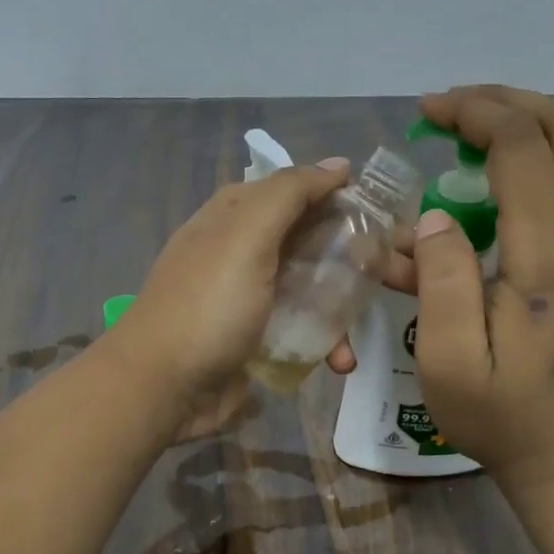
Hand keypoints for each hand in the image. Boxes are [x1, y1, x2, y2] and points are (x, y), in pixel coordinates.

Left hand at [113, 159, 405, 439]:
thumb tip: (338, 164)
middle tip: (390, 268)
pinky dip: (324, 344)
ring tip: (365, 322)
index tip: (381, 210)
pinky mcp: (257, 340)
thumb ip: (289, 194)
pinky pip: (301, 332)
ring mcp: (250, 298)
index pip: (292, 189)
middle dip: (348, 253)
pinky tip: (342, 361)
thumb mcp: (246, 237)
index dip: (334, 194)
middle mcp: (242, 251)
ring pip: (309, 288)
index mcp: (234, 216)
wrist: (162, 389)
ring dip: (340, 306)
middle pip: (307, 239)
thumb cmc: (207, 306)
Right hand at [408, 86, 553, 493]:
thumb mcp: (448, 362)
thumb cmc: (501, 416)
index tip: (426, 112)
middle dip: (507, 101)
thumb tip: (432, 217)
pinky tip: (497, 168)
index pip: (523, 148)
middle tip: (451, 109)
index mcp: (551, 257)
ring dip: (531, 119)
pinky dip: (543, 150)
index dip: (474, 114)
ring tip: (472, 125)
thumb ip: (440, 280)